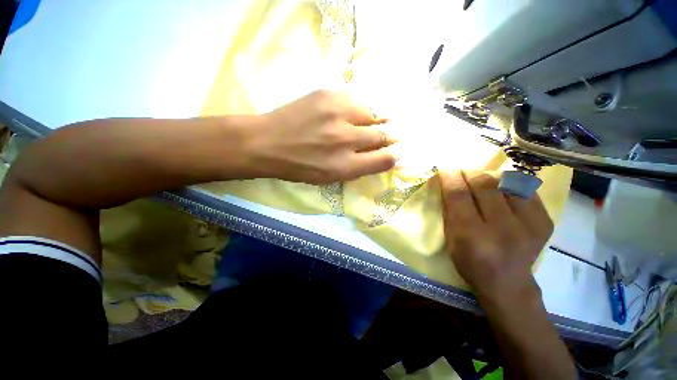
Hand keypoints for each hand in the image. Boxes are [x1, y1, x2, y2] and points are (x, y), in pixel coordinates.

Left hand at [249, 90, 396, 183]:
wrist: (267, 143)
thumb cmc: (299, 167)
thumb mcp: (330, 178)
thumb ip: (358, 168)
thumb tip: (382, 156)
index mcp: (345, 166)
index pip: (384, 159)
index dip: (395, 154)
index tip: (398, 151)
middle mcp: (345, 140)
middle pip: (384, 133)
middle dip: (391, 135)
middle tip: (390, 134)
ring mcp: (337, 113)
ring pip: (373, 113)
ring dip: (375, 119)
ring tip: (367, 123)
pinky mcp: (328, 94)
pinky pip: (355, 100)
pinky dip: (358, 109)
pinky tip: (349, 114)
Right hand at [439, 170, 553, 302]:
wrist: (508, 283)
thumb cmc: (471, 263)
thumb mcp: (451, 240)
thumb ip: (449, 211)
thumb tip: (448, 184)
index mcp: (473, 236)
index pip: (459, 196)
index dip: (450, 178)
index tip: (445, 170)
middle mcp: (503, 229)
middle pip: (484, 186)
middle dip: (469, 173)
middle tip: (463, 172)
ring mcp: (529, 225)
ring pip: (507, 183)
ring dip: (490, 178)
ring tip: (482, 182)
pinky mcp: (544, 222)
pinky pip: (526, 190)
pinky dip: (511, 185)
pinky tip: (503, 191)